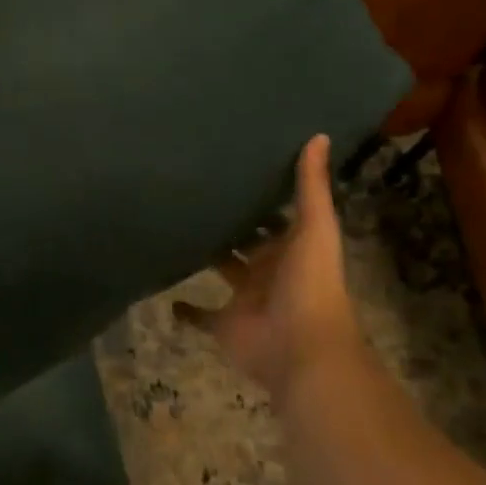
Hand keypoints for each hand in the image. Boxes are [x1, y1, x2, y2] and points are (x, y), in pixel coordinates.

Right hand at [179, 135, 362, 399]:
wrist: (300, 349)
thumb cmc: (309, 284)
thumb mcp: (314, 227)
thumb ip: (310, 186)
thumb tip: (318, 134)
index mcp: (291, 247)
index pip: (275, 216)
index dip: (261, 195)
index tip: (236, 166)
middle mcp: (268, 269)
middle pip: (246, 242)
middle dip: (230, 222)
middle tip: (196, 189)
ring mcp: (245, 298)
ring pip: (223, 271)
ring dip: (207, 255)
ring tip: (176, 225)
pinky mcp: (224, 324)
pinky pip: (201, 316)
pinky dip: (185, 309)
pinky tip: (167, 293)